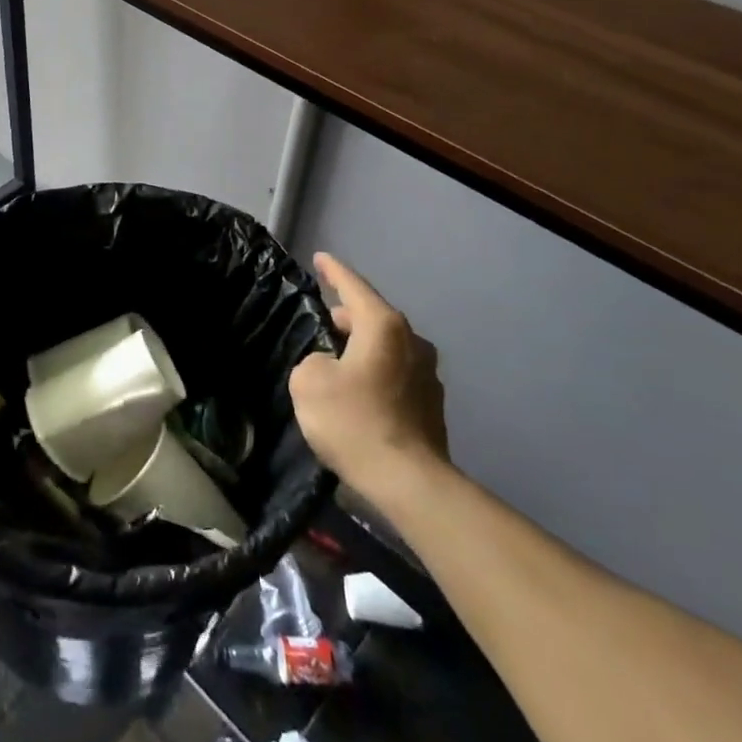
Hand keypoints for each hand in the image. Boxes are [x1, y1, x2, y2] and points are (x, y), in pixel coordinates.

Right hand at [291, 253, 448, 491]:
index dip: (333, 271)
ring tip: (336, 364)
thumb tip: (330, 365)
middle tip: (319, 326)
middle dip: (345, 319)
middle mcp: (412, 342)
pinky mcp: (432, 405)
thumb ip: (313, 360)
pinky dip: (375, 375)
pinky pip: (395, 375)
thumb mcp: (308, 382)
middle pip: (371, 318)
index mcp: (383, 326)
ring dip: (362, 350)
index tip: (320, 258)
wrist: (409, 482)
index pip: (353, 286)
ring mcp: (428, 375)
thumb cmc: (354, 421)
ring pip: (385, 348)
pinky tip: (358, 396)